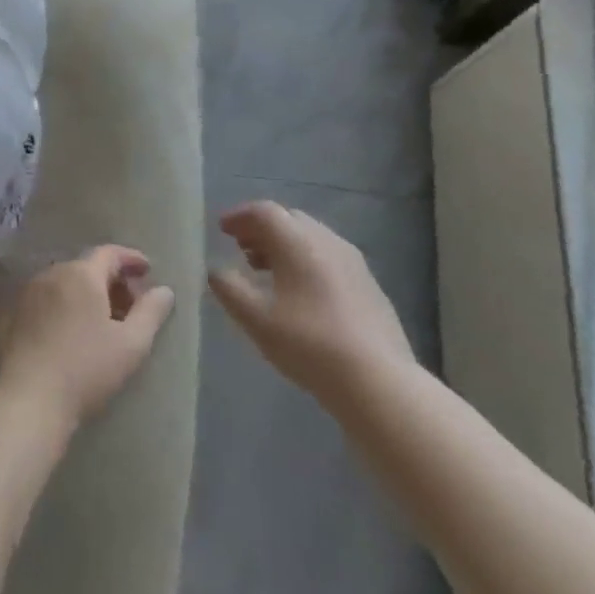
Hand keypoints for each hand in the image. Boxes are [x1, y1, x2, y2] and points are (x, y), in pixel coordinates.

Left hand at [0, 246, 175, 431]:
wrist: (29, 400)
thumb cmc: (86, 369)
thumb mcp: (131, 344)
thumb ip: (151, 313)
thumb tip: (164, 290)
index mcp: (82, 274)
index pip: (110, 253)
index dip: (131, 259)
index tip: (148, 271)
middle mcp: (53, 273)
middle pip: (88, 267)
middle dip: (112, 280)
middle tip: (131, 304)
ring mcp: (31, 293)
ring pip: (67, 282)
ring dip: (89, 293)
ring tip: (105, 320)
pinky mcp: (16, 314)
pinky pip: (50, 298)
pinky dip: (68, 304)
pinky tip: (76, 331)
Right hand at [209, 200, 413, 402]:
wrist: (378, 381)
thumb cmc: (309, 344)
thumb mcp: (257, 320)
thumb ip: (230, 290)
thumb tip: (215, 270)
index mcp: (298, 241)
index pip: (264, 212)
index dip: (239, 216)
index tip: (221, 228)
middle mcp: (327, 240)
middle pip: (289, 220)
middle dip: (261, 229)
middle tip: (241, 248)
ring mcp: (352, 261)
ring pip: (311, 238)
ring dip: (284, 246)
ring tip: (265, 270)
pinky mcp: (368, 284)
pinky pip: (328, 257)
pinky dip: (306, 261)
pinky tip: (300, 292)